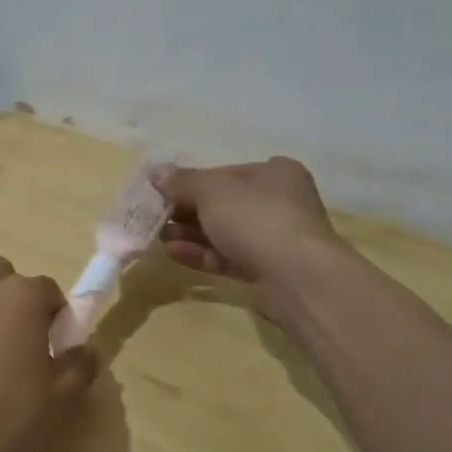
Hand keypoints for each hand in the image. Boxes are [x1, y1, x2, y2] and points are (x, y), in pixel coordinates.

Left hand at [0, 257, 98, 451]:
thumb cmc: (7, 419)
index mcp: (19, 296)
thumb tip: (83, 348)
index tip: (58, 350)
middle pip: (5, 278)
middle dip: (18, 301)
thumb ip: (80, 364)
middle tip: (26, 344)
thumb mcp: (62, 398)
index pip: (49, 289)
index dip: (58, 318)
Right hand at [155, 158, 345, 295]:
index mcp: (274, 173)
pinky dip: (201, 253)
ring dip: (189, 233)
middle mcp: (278, 202)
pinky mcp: (266, 269)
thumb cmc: (256, 219)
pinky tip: (173, 253)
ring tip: (159, 236)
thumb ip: (181, 182)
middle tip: (155, 216)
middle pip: (222, 203)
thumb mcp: (211, 192)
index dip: (191, 181)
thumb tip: (155, 172)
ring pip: (223, 232)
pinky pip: (227, 256)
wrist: (297, 278)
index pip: (224, 173)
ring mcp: (273, 238)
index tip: (162, 191)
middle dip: (186, 210)